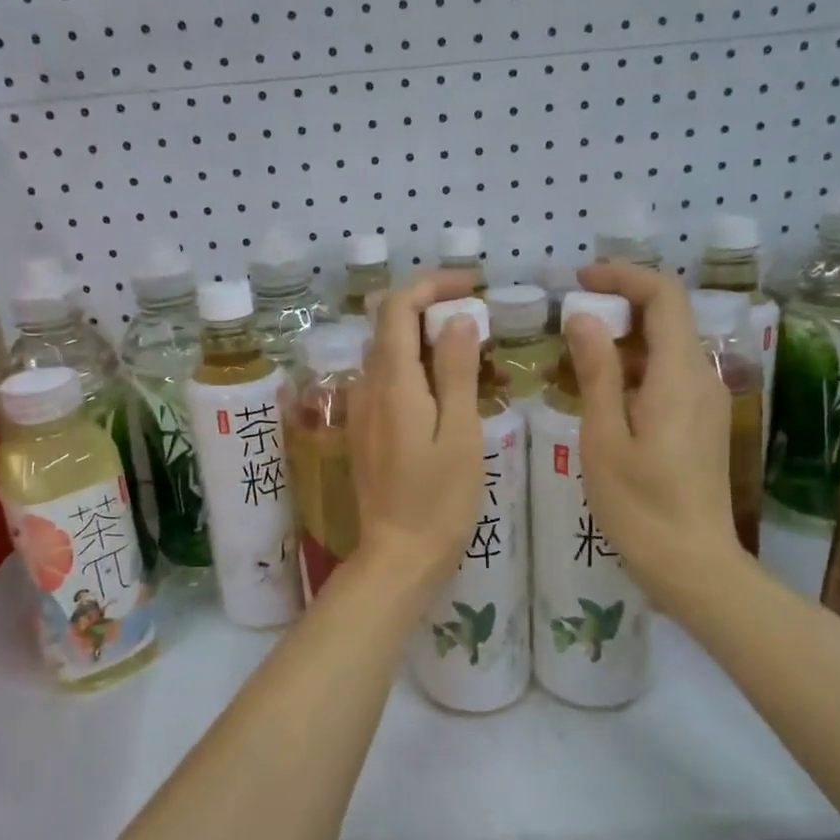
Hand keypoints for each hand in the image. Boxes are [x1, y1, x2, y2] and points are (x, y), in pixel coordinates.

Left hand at [347, 271, 484, 594]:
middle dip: (430, 308)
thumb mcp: (461, 434)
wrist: (397, 554)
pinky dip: (414, 367)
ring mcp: (361, 408)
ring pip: (387, 352)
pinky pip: (386, 380)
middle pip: (389, 325)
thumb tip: (456, 320)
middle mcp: (367, 387)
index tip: (472, 286)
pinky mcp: (364, 428)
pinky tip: (446, 390)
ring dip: (424, 339)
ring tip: (471, 355)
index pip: (397, 307)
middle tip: (479, 321)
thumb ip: (457, 372)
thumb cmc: (439, 500)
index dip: (431, 285)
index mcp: (392, 383)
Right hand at [564, 262, 741, 608]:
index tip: (579, 280)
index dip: (623, 277)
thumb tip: (585, 318)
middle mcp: (700, 379)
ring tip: (566, 360)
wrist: (692, 564)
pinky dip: (629, 372)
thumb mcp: (604, 437)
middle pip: (664, 320)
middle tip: (563, 322)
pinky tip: (593, 395)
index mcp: (679, 375)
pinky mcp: (698, 424)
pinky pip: (664, 378)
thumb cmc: (640, 504)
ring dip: (617, 344)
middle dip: (614, 310)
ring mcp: (703, 402)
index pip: (663, 297)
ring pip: (662, 350)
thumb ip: (597, 372)